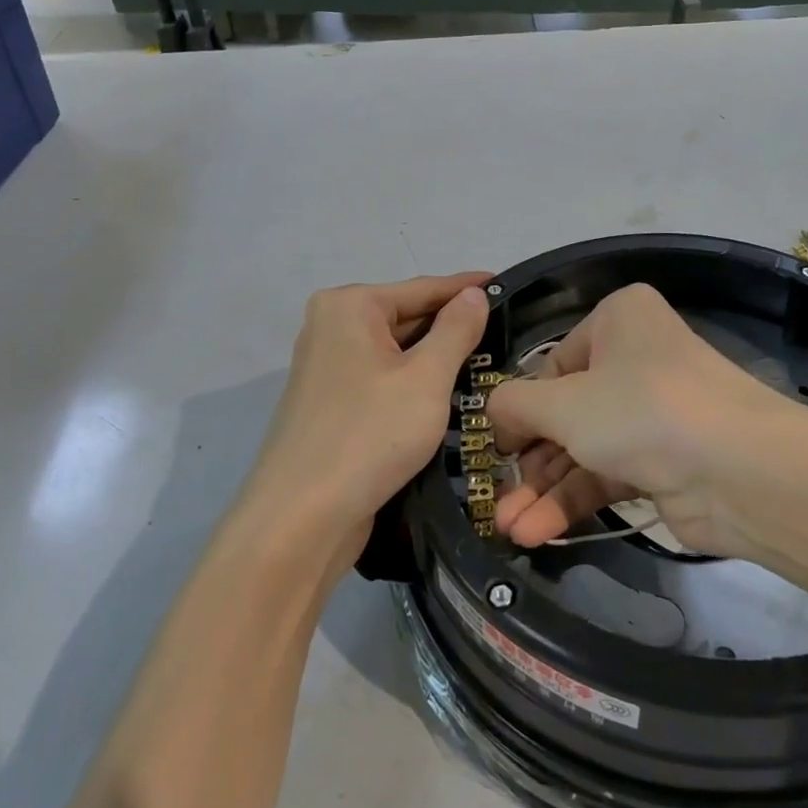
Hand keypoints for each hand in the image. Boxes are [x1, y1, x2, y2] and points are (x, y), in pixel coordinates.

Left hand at [240, 274, 489, 562]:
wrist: (300, 520)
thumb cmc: (369, 436)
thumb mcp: (426, 378)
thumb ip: (456, 330)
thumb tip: (473, 293)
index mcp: (349, 306)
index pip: (423, 288)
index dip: (467, 289)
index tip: (506, 286)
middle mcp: (332, 326)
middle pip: (407, 316)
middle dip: (453, 327)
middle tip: (507, 333)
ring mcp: (327, 366)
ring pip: (396, 351)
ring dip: (436, 358)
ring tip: (489, 361)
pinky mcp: (331, 402)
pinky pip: (383, 378)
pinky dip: (414, 382)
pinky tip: (448, 394)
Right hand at [487, 284, 795, 557]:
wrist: (741, 471)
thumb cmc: (641, 410)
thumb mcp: (564, 402)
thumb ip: (515, 404)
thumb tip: (497, 415)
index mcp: (618, 320)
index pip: (553, 364)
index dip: (521, 407)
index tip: (496, 448)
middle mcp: (636, 359)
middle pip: (566, 411)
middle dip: (529, 461)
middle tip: (495, 499)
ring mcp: (651, 413)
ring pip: (583, 448)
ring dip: (545, 490)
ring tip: (507, 529)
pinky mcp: (662, 462)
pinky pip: (607, 475)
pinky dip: (573, 501)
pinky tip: (537, 533)